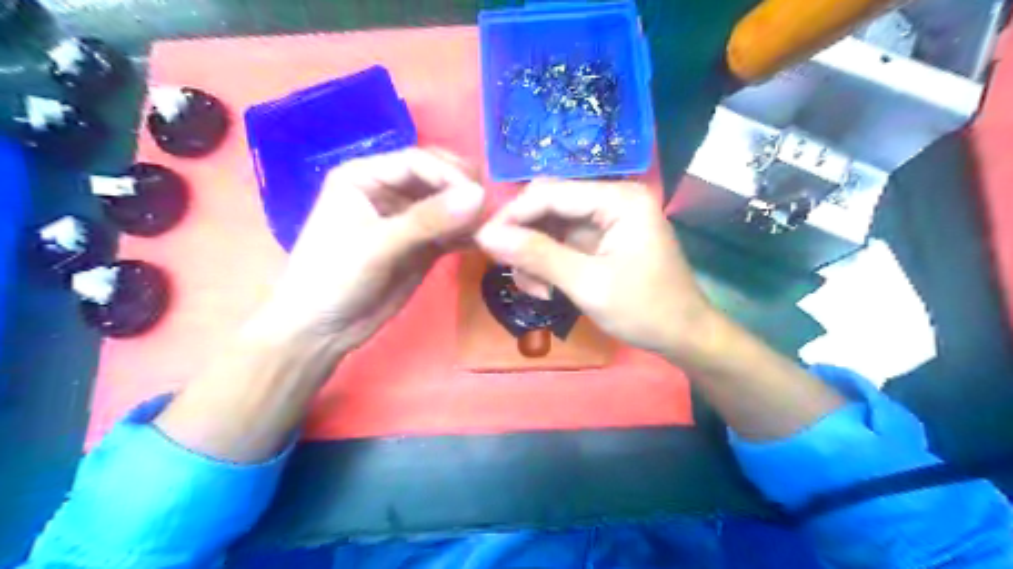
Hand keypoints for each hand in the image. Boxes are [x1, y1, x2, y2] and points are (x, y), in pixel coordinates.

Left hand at [257, 147, 484, 351]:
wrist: (322, 330)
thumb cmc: (335, 277)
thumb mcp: (378, 245)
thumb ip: (428, 220)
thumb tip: (479, 196)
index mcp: (366, 176)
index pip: (417, 162)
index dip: (449, 176)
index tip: (478, 197)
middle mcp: (388, 190)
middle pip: (436, 178)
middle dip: (463, 191)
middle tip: (488, 209)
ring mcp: (407, 219)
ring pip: (447, 205)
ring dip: (469, 214)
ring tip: (492, 227)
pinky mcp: (422, 245)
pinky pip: (450, 232)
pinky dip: (466, 235)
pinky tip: (483, 242)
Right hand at [479, 180, 715, 357]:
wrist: (684, 336)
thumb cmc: (645, 310)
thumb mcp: (588, 284)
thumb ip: (538, 256)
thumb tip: (486, 236)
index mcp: (618, 199)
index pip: (551, 193)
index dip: (513, 215)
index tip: (483, 243)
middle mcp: (612, 200)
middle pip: (549, 207)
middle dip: (525, 239)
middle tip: (510, 271)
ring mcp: (607, 221)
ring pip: (551, 227)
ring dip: (534, 256)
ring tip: (536, 290)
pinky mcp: (602, 241)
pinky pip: (562, 243)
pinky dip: (548, 264)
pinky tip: (547, 289)